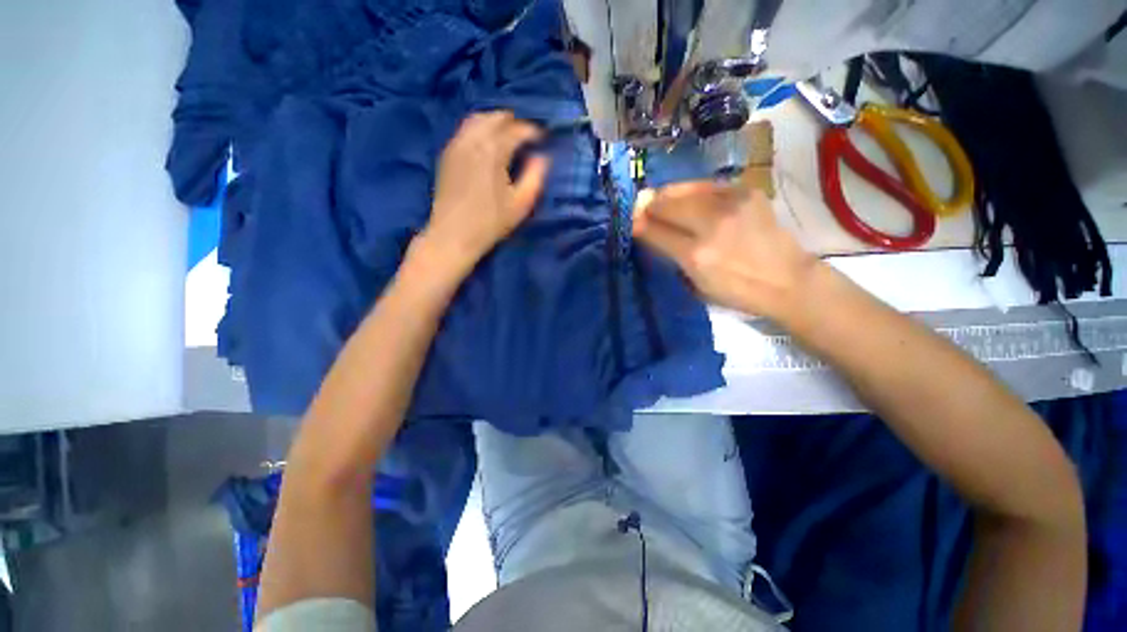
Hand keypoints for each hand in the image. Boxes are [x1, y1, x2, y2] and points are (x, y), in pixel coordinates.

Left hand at [423, 111, 549, 270]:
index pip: (517, 129)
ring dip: (495, 122)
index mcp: (494, 150)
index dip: (533, 131)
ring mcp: (456, 145)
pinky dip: (479, 130)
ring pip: (477, 120)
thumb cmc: (490, 222)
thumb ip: (535, 177)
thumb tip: (543, 158)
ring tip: (506, 136)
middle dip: (513, 122)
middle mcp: (473, 140)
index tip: (543, 139)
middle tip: (526, 136)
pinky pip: (464, 131)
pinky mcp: (446, 155)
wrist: (453, 235)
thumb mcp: (521, 204)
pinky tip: (485, 145)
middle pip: (495, 117)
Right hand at [632, 182, 820, 318]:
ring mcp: (731, 204)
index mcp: (696, 256)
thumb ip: (671, 257)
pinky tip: (689, 198)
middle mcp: (711, 225)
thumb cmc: (738, 292)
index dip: (638, 224)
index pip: (655, 231)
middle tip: (641, 207)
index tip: (630, 220)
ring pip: (684, 190)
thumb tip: (649, 233)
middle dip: (648, 205)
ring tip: (660, 200)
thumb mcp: (696, 285)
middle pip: (666, 204)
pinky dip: (691, 191)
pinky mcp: (746, 192)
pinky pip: (707, 186)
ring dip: (667, 195)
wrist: (788, 280)